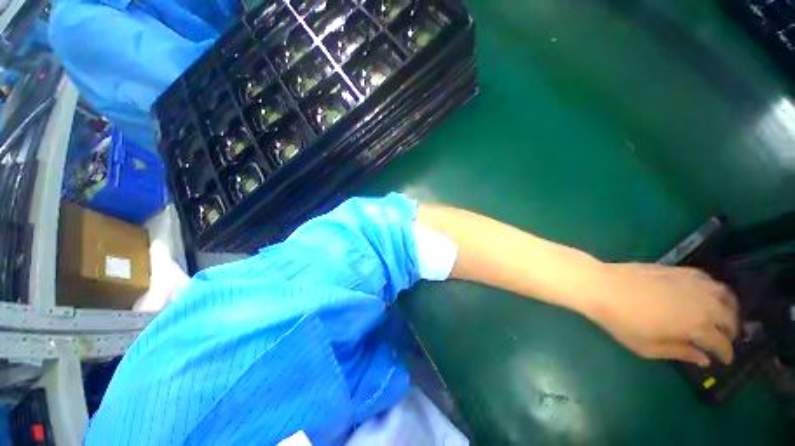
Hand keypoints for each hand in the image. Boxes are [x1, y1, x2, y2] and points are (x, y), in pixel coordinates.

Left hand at [588, 263, 738, 366]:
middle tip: (726, 340)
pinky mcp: (678, 269)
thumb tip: (704, 359)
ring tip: (724, 318)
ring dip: (730, 308)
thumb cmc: (621, 320)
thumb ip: (679, 352)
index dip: (726, 353)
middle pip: (729, 317)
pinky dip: (715, 289)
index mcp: (696, 325)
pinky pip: (708, 278)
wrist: (601, 286)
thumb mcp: (648, 347)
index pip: (721, 342)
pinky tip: (708, 295)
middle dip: (732, 332)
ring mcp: (691, 282)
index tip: (725, 360)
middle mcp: (702, 302)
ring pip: (725, 295)